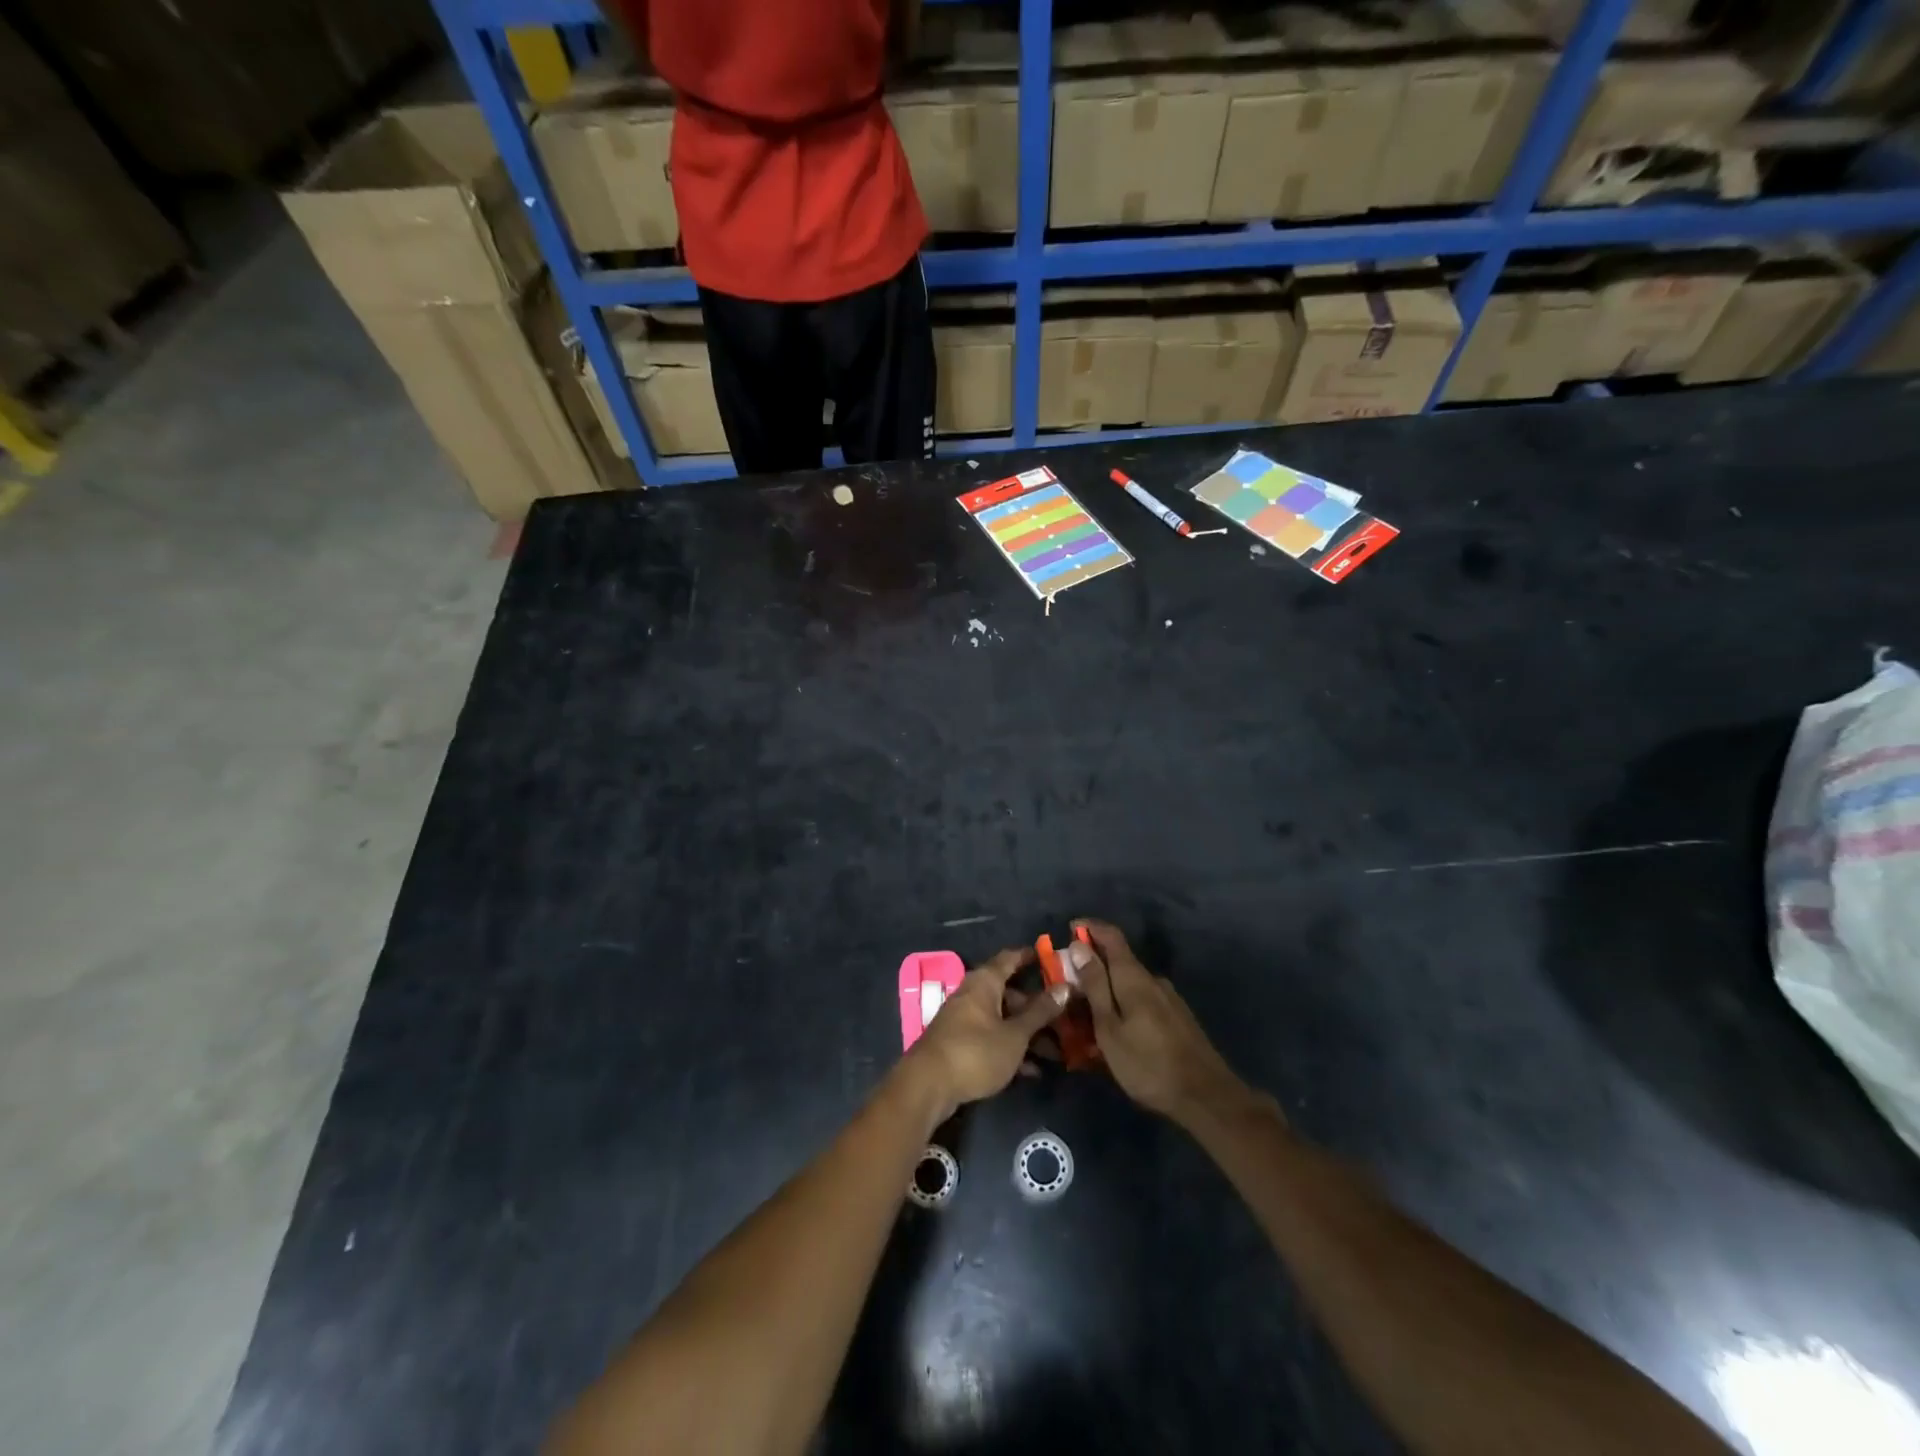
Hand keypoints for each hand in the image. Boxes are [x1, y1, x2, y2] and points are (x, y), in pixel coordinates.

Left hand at [903, 947, 1069, 1120]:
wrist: (928, 1086)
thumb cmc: (975, 1051)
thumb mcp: (1015, 1034)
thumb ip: (1040, 1012)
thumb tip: (1065, 987)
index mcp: (984, 982)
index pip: (1010, 958)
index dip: (1030, 957)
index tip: (1051, 958)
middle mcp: (973, 994)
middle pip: (1009, 993)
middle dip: (1037, 1008)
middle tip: (1065, 1020)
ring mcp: (964, 1019)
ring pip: (1003, 1018)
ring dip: (1027, 1033)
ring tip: (1056, 1052)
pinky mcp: (960, 1043)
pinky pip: (992, 1038)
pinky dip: (1010, 1048)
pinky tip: (1032, 1071)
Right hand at [1067, 920, 1256, 1124]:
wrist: (1205, 1096)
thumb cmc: (1147, 1063)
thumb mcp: (1109, 1027)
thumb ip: (1095, 986)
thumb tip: (1079, 946)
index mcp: (1134, 977)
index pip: (1111, 936)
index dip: (1090, 927)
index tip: (1070, 929)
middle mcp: (1153, 979)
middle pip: (1120, 959)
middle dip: (1093, 963)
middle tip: (1069, 981)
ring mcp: (1169, 998)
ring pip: (1131, 982)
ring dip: (1108, 986)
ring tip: (1089, 1010)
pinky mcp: (1177, 1017)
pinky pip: (1143, 998)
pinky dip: (1124, 1002)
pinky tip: (1117, 1026)